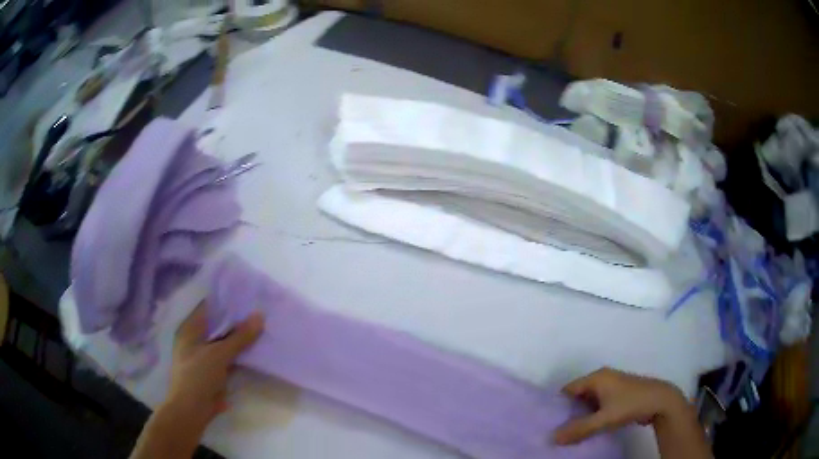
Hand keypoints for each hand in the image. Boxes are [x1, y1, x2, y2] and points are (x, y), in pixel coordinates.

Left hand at [164, 303, 264, 426]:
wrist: (193, 409)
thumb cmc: (198, 375)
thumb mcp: (219, 354)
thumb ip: (240, 336)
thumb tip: (260, 315)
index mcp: (190, 328)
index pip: (209, 306)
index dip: (227, 300)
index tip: (248, 294)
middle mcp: (196, 338)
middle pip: (219, 323)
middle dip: (238, 319)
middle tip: (260, 309)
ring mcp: (205, 354)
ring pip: (225, 341)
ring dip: (240, 337)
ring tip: (263, 326)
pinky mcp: (214, 369)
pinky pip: (229, 356)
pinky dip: (240, 352)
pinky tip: (256, 348)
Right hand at [554, 367, 687, 444]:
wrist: (661, 401)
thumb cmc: (630, 404)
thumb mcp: (604, 419)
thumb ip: (579, 429)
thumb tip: (553, 438)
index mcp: (597, 377)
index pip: (569, 389)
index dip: (558, 405)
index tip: (549, 422)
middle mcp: (603, 378)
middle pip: (578, 395)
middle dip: (568, 412)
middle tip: (557, 430)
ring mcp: (612, 386)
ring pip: (589, 401)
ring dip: (581, 415)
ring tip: (570, 432)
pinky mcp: (619, 395)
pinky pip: (599, 404)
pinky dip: (592, 415)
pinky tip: (588, 429)